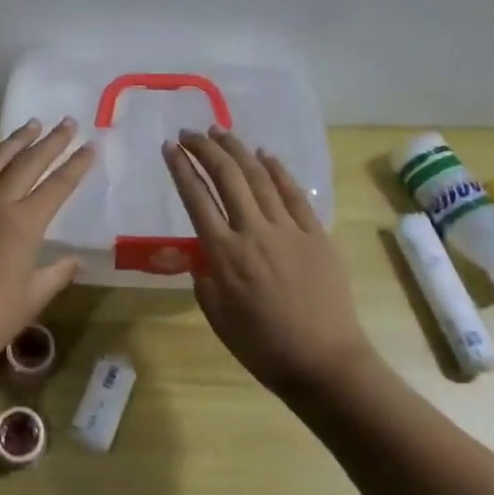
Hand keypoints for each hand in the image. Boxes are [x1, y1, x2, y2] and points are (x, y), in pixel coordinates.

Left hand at [0, 118, 94, 374]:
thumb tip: (73, 259)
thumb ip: (56, 273)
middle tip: (67, 122)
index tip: (90, 146)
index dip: (76, 165)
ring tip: (32, 125)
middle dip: (50, 141)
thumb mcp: (32, 297)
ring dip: (16, 141)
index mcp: (23, 223)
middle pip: (27, 162)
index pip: (57, 185)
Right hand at [162, 127, 371, 398]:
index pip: (196, 198)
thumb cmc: (263, 346)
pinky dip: (277, 170)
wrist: (324, 362)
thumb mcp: (217, 316)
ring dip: (237, 150)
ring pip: (258, 176)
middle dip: (204, 148)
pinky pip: (293, 193)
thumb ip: (204, 277)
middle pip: (225, 176)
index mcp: (224, 253)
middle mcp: (253, 231)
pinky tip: (264, 154)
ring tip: (220, 131)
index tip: (169, 148)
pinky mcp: (316, 234)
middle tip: (190, 133)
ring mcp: (288, 229)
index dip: (180, 168)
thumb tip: (203, 253)